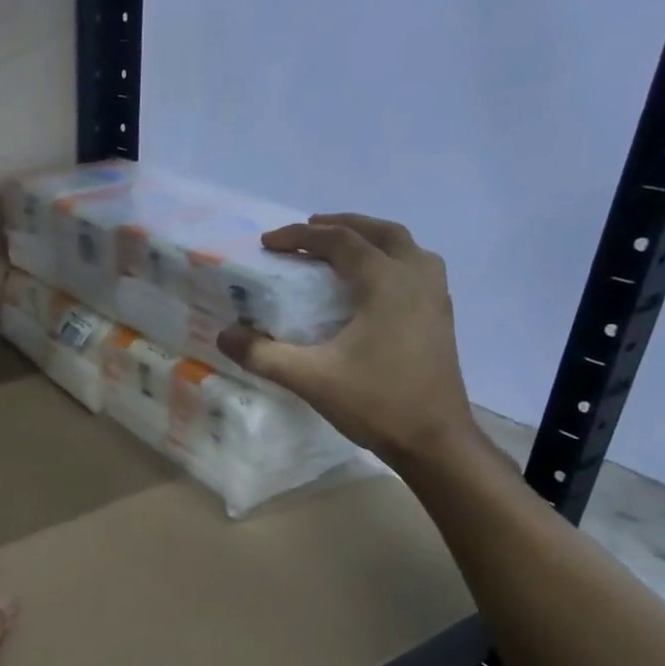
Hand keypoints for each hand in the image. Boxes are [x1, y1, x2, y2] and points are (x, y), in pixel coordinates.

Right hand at [216, 213, 478, 467]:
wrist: (434, 440)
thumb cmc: (375, 402)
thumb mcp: (310, 378)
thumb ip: (263, 355)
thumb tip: (224, 335)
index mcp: (386, 281)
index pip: (339, 241)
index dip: (299, 236)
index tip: (267, 243)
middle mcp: (416, 277)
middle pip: (379, 232)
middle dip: (340, 226)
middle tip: (307, 232)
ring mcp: (435, 296)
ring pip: (404, 246)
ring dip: (370, 239)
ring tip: (340, 250)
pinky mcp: (440, 316)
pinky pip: (415, 268)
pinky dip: (389, 260)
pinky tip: (370, 286)